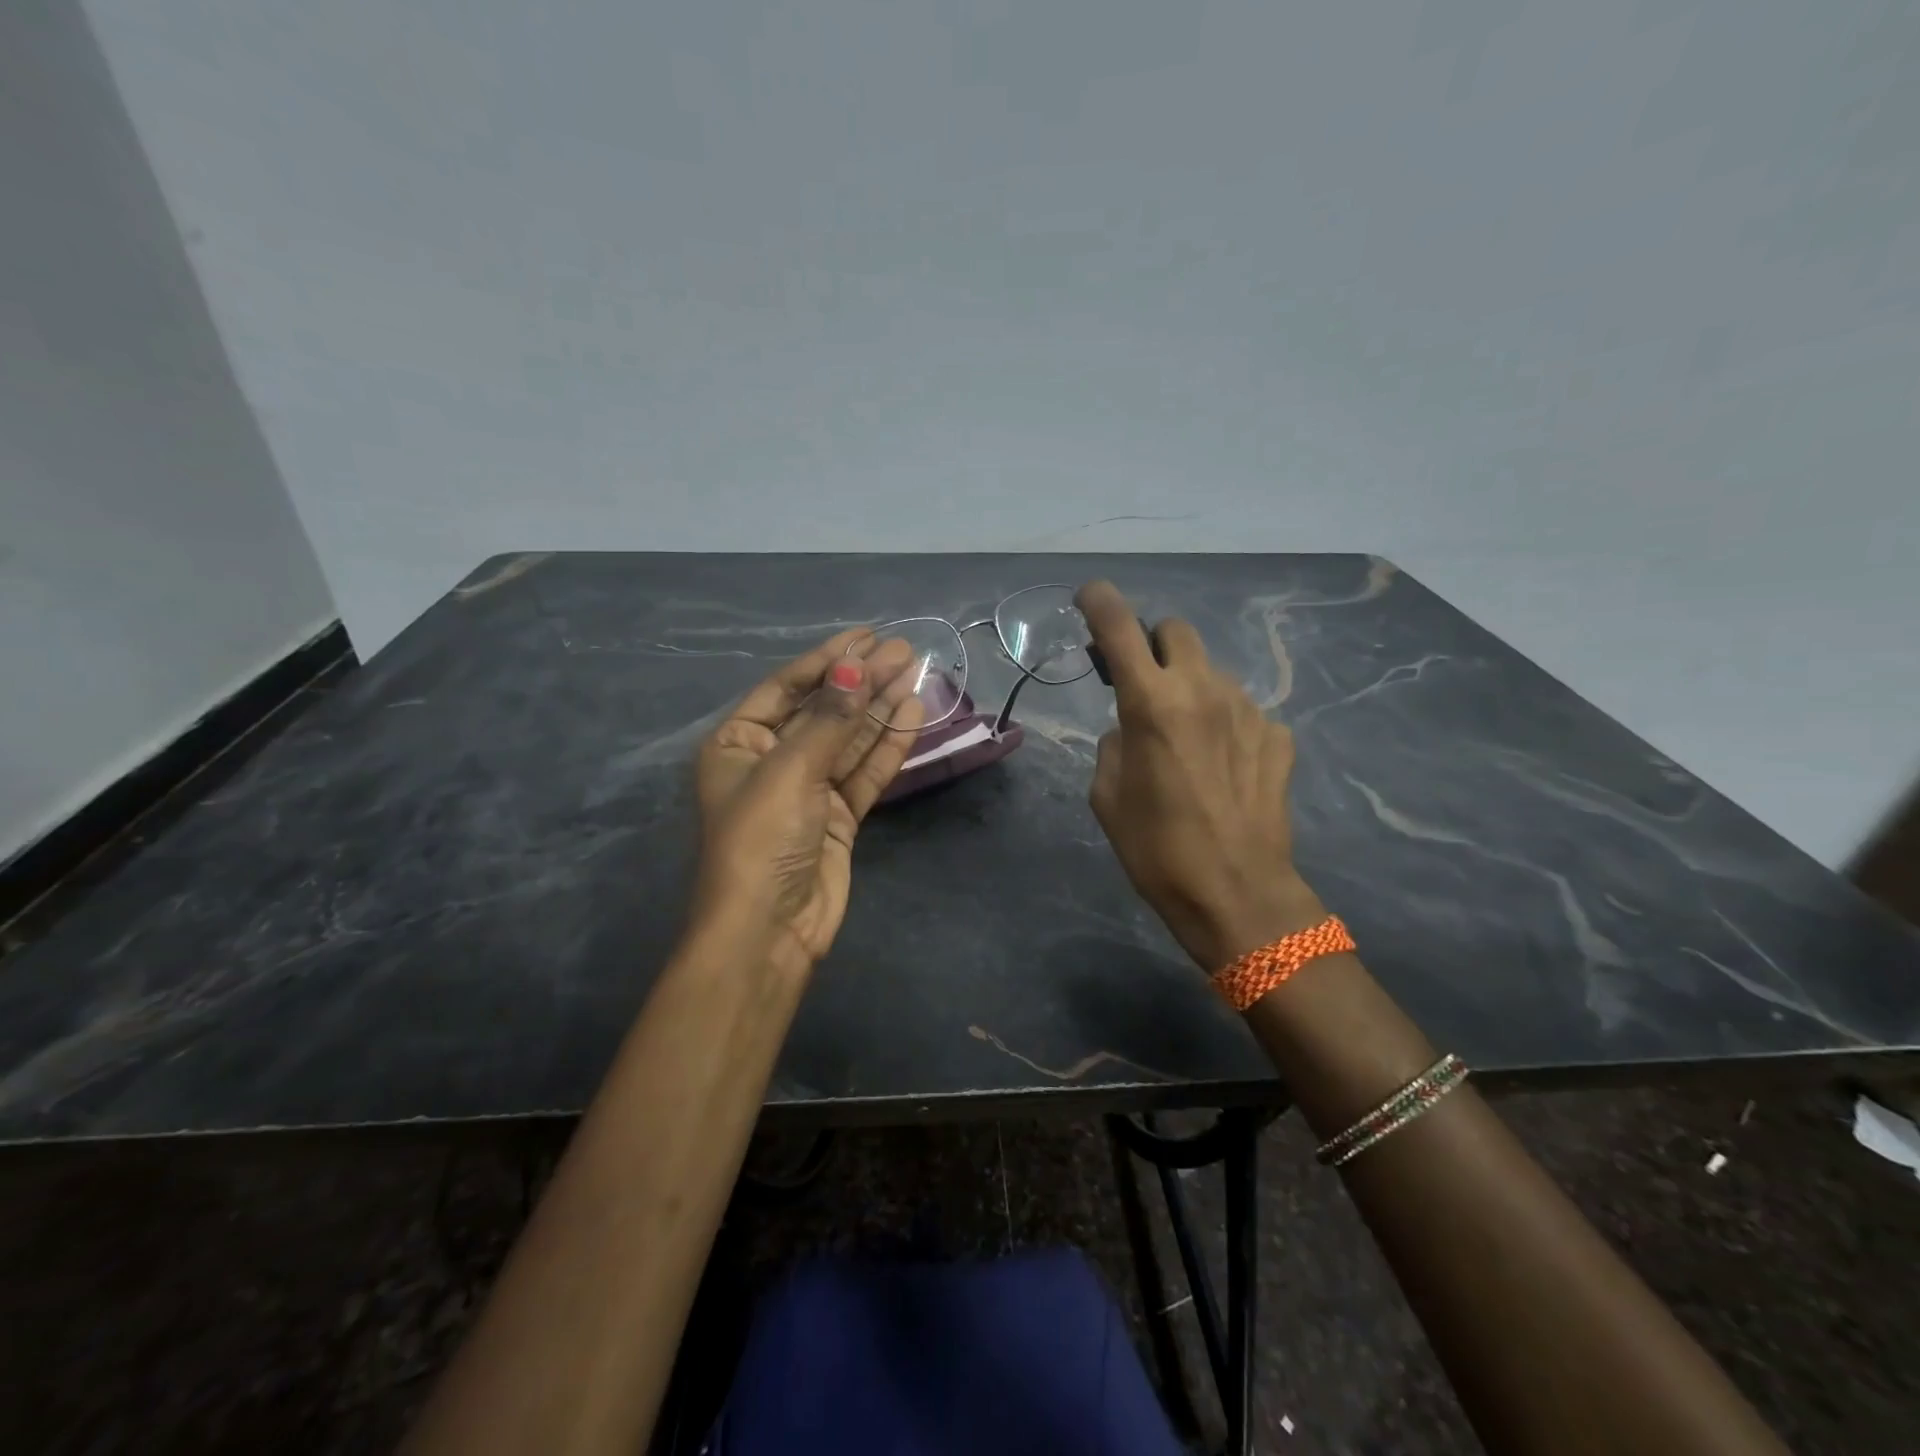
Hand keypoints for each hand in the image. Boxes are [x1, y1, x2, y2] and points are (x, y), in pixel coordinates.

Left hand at [694, 631, 922, 973]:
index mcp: (739, 743)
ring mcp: (808, 790)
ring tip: (915, 672)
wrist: (768, 931)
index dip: (828, 660)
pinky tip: (912, 715)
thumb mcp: (790, 771)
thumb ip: (829, 719)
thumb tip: (856, 667)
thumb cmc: (760, 840)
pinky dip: (887, 746)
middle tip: (903, 650)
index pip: (786, 688)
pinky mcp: (838, 817)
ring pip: (849, 739)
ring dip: (880, 707)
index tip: (866, 636)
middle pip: (824, 710)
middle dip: (862, 680)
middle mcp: (771, 761)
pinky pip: (864, 772)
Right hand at [1075, 580, 1325, 972]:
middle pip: (1176, 631)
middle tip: (1142, 682)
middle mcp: (1202, 690)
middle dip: (1153, 645)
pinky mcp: (1277, 735)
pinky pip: (1241, 710)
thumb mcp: (1106, 795)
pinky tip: (1221, 764)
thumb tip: (1132, 727)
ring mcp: (1248, 709)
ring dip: (1189, 687)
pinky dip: (1222, 722)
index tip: (1089, 597)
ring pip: (1210, 671)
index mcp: (1151, 702)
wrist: (1237, 893)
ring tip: (1185, 739)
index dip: (1100, 602)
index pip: (1120, 627)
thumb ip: (1115, 742)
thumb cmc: (1155, 849)